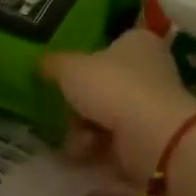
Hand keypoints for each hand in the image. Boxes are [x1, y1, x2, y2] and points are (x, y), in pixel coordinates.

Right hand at [43, 28, 195, 184]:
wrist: (152, 138)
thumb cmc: (112, 87)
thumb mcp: (70, 68)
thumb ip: (53, 64)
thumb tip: (40, 63)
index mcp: (138, 42)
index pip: (109, 44)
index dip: (84, 60)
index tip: (63, 76)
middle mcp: (151, 69)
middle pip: (105, 83)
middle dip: (80, 103)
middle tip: (63, 112)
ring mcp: (154, 105)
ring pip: (108, 114)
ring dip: (85, 129)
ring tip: (73, 140)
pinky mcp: (153, 138)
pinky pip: (117, 141)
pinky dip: (99, 149)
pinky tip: (84, 154)